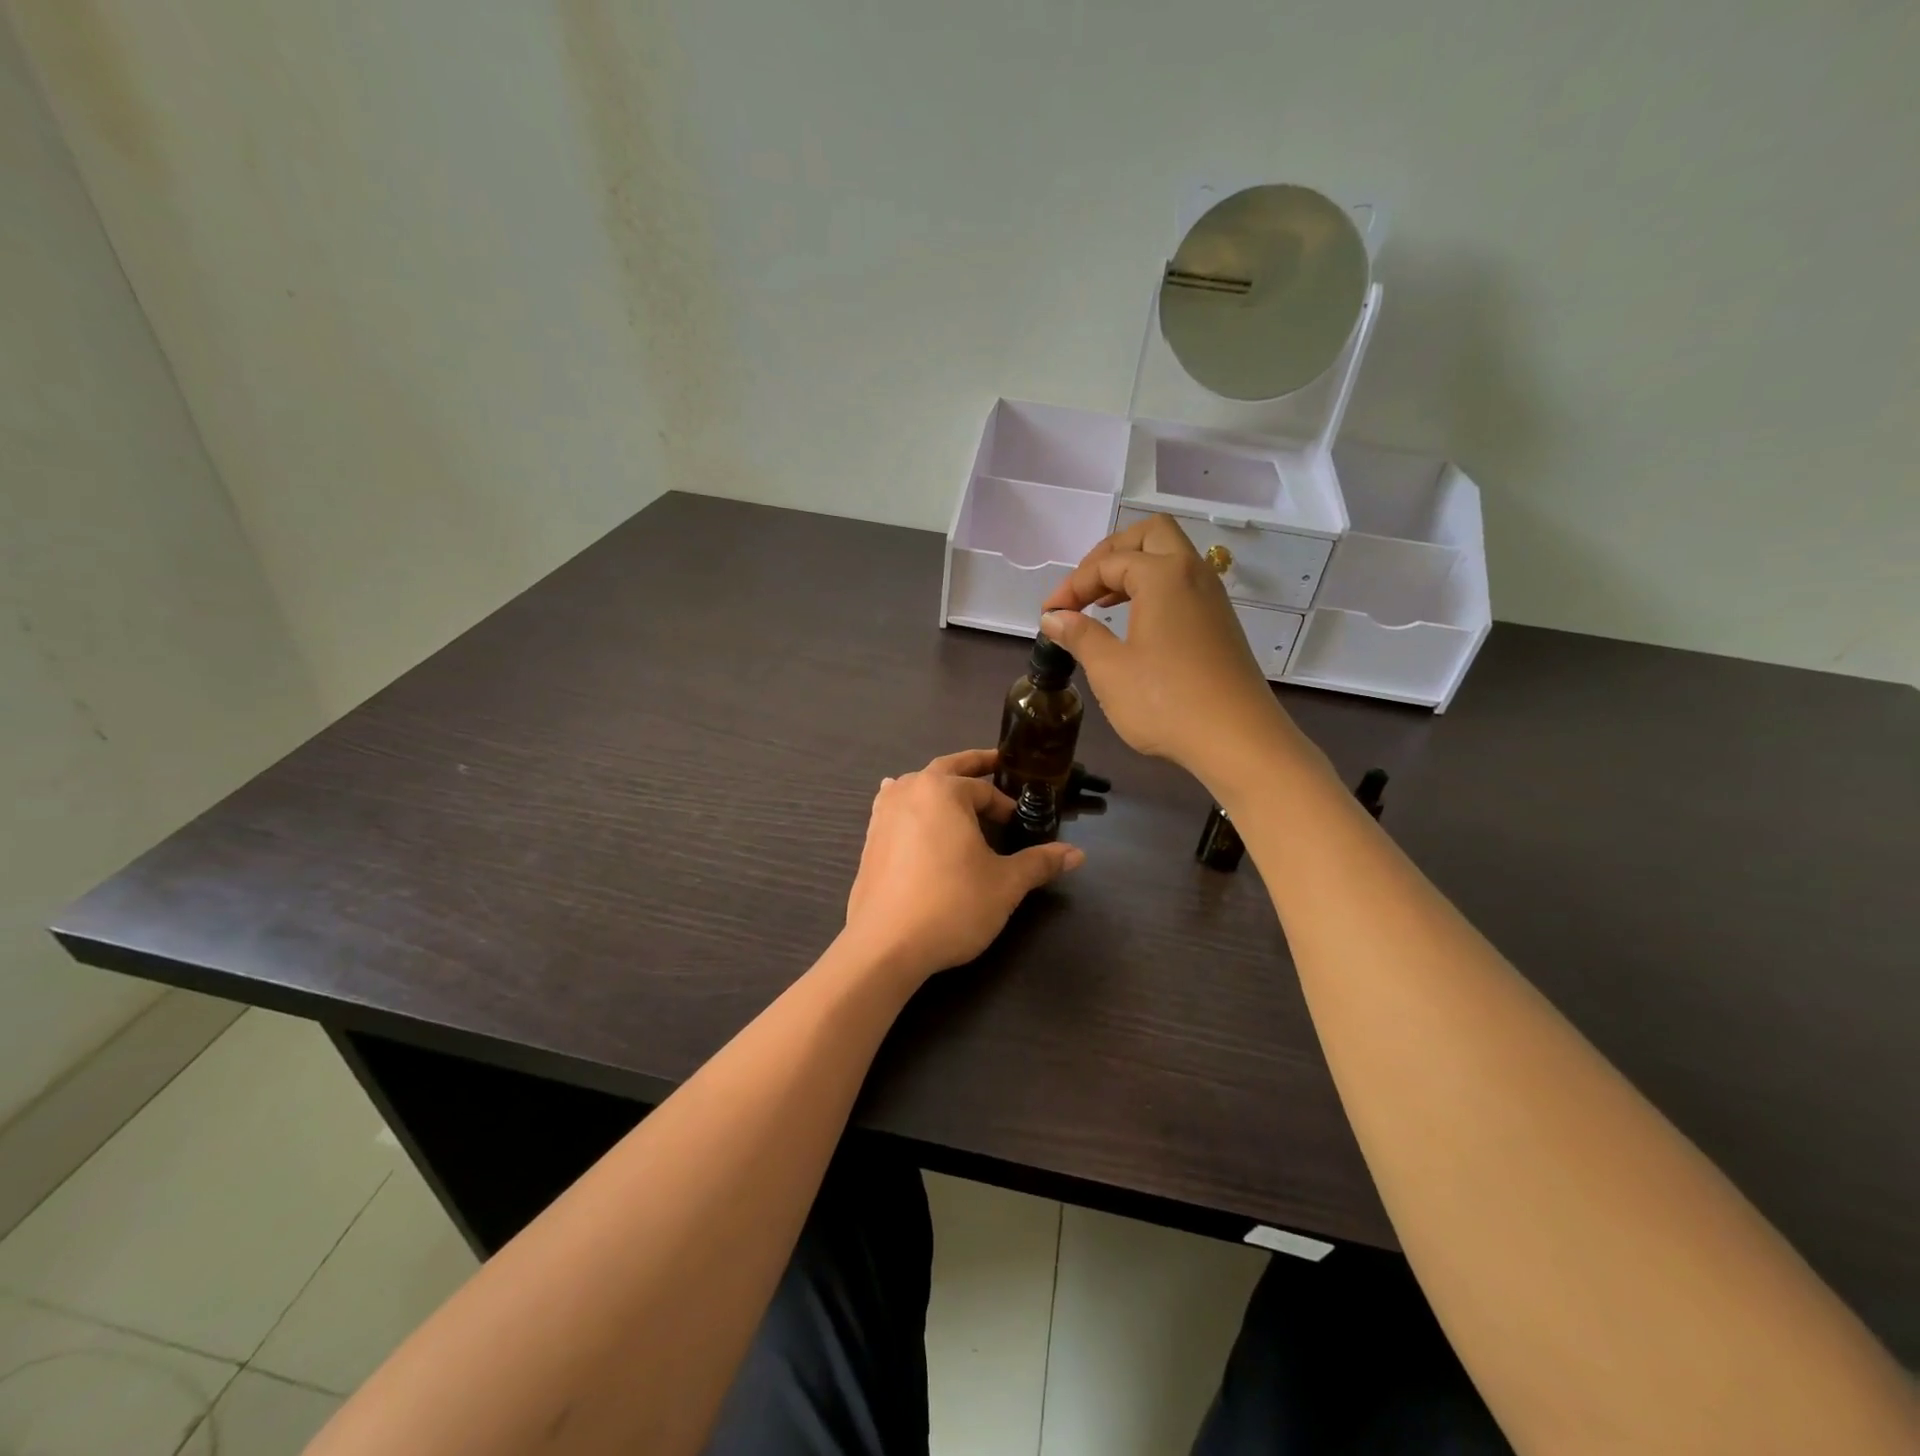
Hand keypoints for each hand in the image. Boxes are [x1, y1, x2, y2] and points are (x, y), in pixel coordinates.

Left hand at [843, 750, 1083, 983]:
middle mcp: (910, 791)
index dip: (1006, 805)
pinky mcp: (870, 839)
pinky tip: (907, 808)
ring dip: (938, 783)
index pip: (984, 789)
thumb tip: (1078, 854)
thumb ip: (1039, 862)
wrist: (885, 945)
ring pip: (916, 784)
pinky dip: (909, 802)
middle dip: (973, 765)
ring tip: (954, 787)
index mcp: (943, 791)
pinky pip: (894, 806)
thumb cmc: (952, 905)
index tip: (1020, 823)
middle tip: (996, 762)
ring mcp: (884, 814)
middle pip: (947, 768)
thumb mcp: (1005, 884)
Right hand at [1039, 515, 1288, 781]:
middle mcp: (1192, 574)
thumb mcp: (1110, 670)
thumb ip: (1079, 635)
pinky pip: (1183, 584)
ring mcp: (1212, 598)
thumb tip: (1053, 618)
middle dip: (1110, 553)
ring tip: (1102, 603)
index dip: (1072, 585)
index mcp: (1163, 576)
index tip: (1049, 614)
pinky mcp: (1220, 623)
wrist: (1238, 740)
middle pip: (1150, 535)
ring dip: (1134, 569)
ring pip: (1171, 557)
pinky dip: (1154, 589)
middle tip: (1084, 587)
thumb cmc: (1166, 702)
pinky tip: (1135, 624)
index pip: (1107, 563)